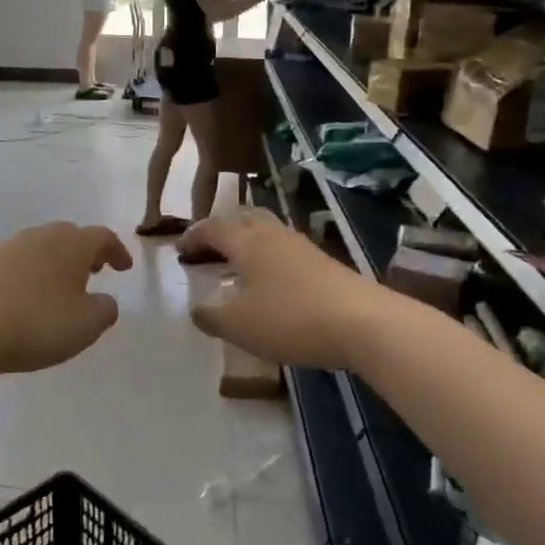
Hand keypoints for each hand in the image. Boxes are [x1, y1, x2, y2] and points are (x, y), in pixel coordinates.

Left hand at [0, 223, 132, 380]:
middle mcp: (41, 236)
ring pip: (41, 247)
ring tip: (60, 287)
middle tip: (94, 272)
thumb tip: (105, 301)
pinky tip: (25, 297)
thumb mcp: (85, 326)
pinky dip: (29, 274)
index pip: (103, 238)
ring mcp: (8, 246)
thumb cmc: (35, 324)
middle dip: (85, 253)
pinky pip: (17, 263)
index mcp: (72, 244)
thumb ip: (105, 311)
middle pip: (70, 236)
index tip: (125, 267)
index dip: (117, 251)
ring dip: (55, 263)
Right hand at [182, 209, 386, 371]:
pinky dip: (268, 258)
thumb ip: (211, 317)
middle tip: (208, 251)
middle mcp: (273, 235)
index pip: (212, 227)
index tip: (180, 249)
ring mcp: (302, 246)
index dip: (193, 236)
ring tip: (238, 268)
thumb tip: (196, 309)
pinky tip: (271, 284)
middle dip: (222, 231)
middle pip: (243, 218)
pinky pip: (285, 249)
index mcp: (247, 242)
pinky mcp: (324, 262)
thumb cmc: (291, 319)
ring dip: (247, 243)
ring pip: (267, 232)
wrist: (363, 323)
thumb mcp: (240, 326)